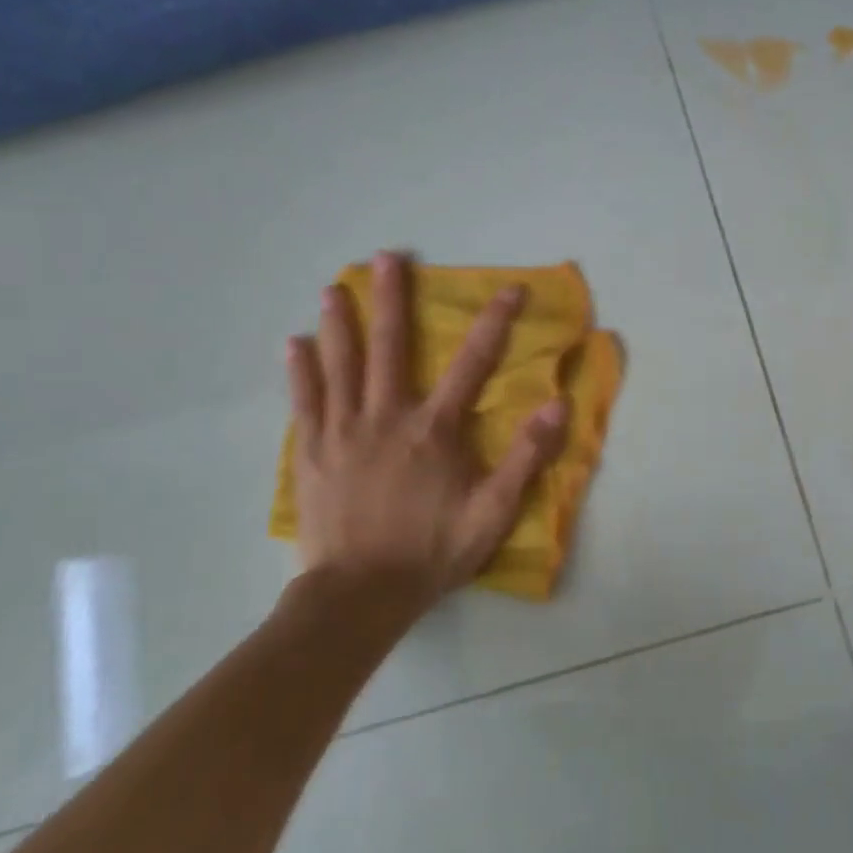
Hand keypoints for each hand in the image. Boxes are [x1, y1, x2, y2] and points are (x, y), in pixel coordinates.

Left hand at [284, 252, 566, 609]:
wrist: (360, 595)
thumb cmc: (431, 552)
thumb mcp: (493, 511)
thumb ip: (526, 457)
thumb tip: (558, 405)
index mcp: (434, 429)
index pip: (472, 363)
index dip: (495, 322)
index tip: (510, 289)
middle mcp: (387, 417)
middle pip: (390, 347)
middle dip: (391, 299)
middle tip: (388, 257)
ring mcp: (343, 432)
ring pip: (340, 365)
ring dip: (339, 323)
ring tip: (333, 288)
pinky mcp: (312, 453)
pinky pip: (304, 402)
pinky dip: (300, 370)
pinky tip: (294, 344)